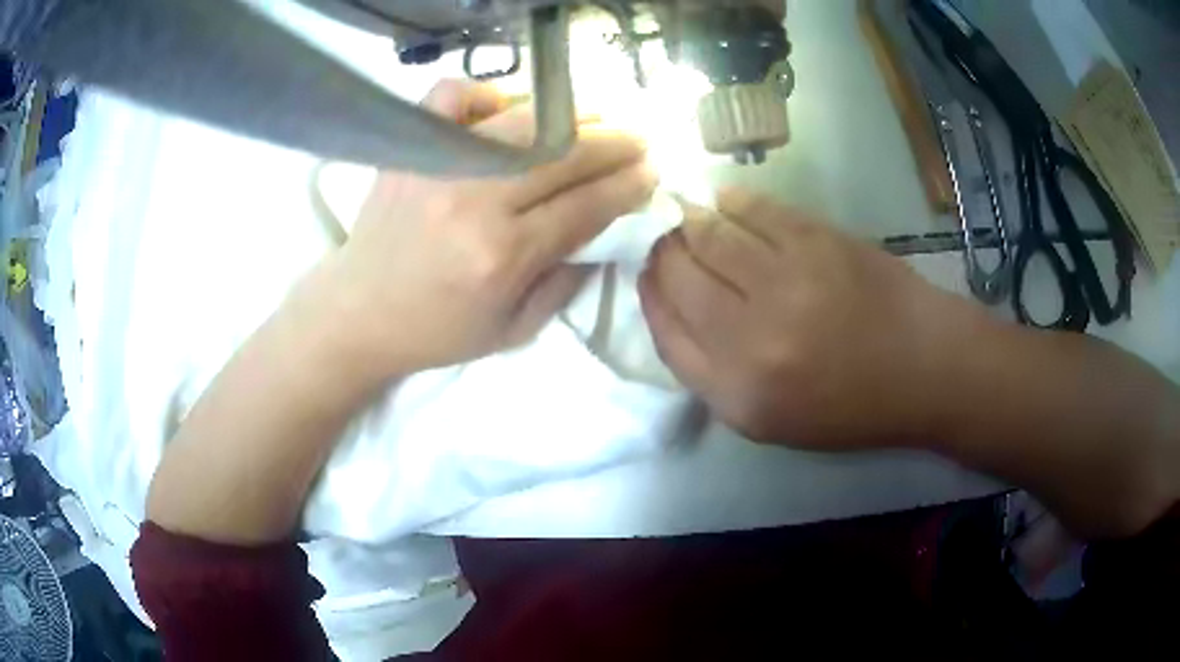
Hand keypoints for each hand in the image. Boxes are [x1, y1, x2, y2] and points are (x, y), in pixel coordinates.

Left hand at [320, 80, 656, 378]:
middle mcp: (475, 201)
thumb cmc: (438, 330)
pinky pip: (452, 96)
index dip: (627, 186)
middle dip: (614, 144)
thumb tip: (606, 232)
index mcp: (504, 256)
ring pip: (523, 120)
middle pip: (564, 155)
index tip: (651, 174)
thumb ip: (566, 282)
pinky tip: (505, 111)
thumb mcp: (514, 330)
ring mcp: (439, 166)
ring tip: (596, 119)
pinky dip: (485, 92)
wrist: (359, 312)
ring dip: (572, 115)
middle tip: (639, 140)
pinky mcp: (411, 149)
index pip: (585, 206)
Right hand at [639, 188, 981, 448]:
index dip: (649, 294)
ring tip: (689, 215)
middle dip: (663, 251)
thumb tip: (672, 306)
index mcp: (738, 394)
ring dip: (690, 221)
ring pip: (708, 234)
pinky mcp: (816, 241)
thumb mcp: (770, 419)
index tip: (648, 273)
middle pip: (678, 276)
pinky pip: (753, 209)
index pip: (665, 330)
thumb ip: (712, 373)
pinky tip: (725, 202)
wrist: (923, 368)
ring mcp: (786, 282)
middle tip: (665, 238)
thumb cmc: (849, 404)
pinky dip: (731, 201)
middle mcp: (752, 340)